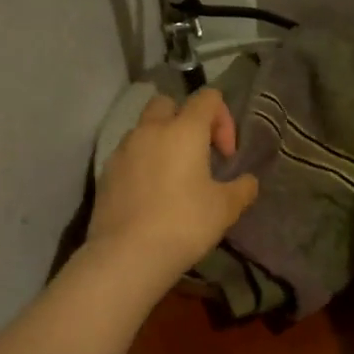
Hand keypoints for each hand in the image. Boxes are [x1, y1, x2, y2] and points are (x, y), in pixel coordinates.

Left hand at [88, 87, 259, 285]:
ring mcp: (123, 150)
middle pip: (168, 104)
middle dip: (185, 120)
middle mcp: (150, 130)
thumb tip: (248, 181)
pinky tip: (150, 195)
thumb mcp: (225, 209)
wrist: (127, 255)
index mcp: (184, 130)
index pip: (207, 98)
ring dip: (161, 142)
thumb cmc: (184, 224)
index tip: (226, 156)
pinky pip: (128, 155)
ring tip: (172, 177)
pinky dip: (142, 163)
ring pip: (144, 129)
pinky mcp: (105, 172)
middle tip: (197, 154)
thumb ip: (242, 189)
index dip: (223, 120)